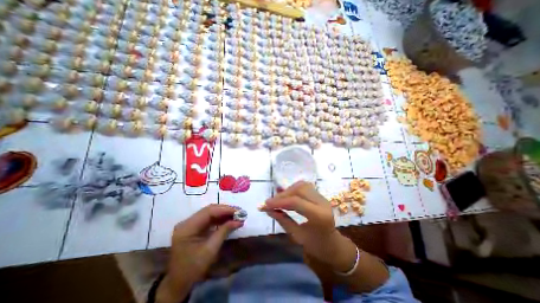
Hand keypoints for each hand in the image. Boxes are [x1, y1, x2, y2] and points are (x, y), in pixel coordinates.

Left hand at [155, 204, 241, 301]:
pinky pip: (208, 219)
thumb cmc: (193, 268)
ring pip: (210, 213)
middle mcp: (187, 222)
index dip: (225, 209)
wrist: (179, 282)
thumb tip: (239, 221)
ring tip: (236, 215)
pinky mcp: (194, 227)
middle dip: (225, 210)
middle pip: (209, 210)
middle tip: (239, 212)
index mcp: (187, 227)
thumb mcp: (210, 249)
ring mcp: (190, 224)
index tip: (238, 211)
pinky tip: (228, 219)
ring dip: (223, 213)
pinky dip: (219, 218)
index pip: (209, 212)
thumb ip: (224, 231)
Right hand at [260, 182, 357, 271]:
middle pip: (299, 189)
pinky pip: (304, 187)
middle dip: (283, 194)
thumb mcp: (297, 236)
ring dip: (288, 190)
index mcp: (319, 216)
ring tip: (278, 200)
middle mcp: (322, 202)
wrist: (334, 245)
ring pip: (302, 185)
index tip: (265, 204)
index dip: (279, 201)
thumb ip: (283, 220)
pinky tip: (287, 197)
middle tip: (271, 202)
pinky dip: (293, 190)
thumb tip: (267, 209)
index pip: (296, 202)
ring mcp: (322, 197)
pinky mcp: (320, 196)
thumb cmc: (317, 246)